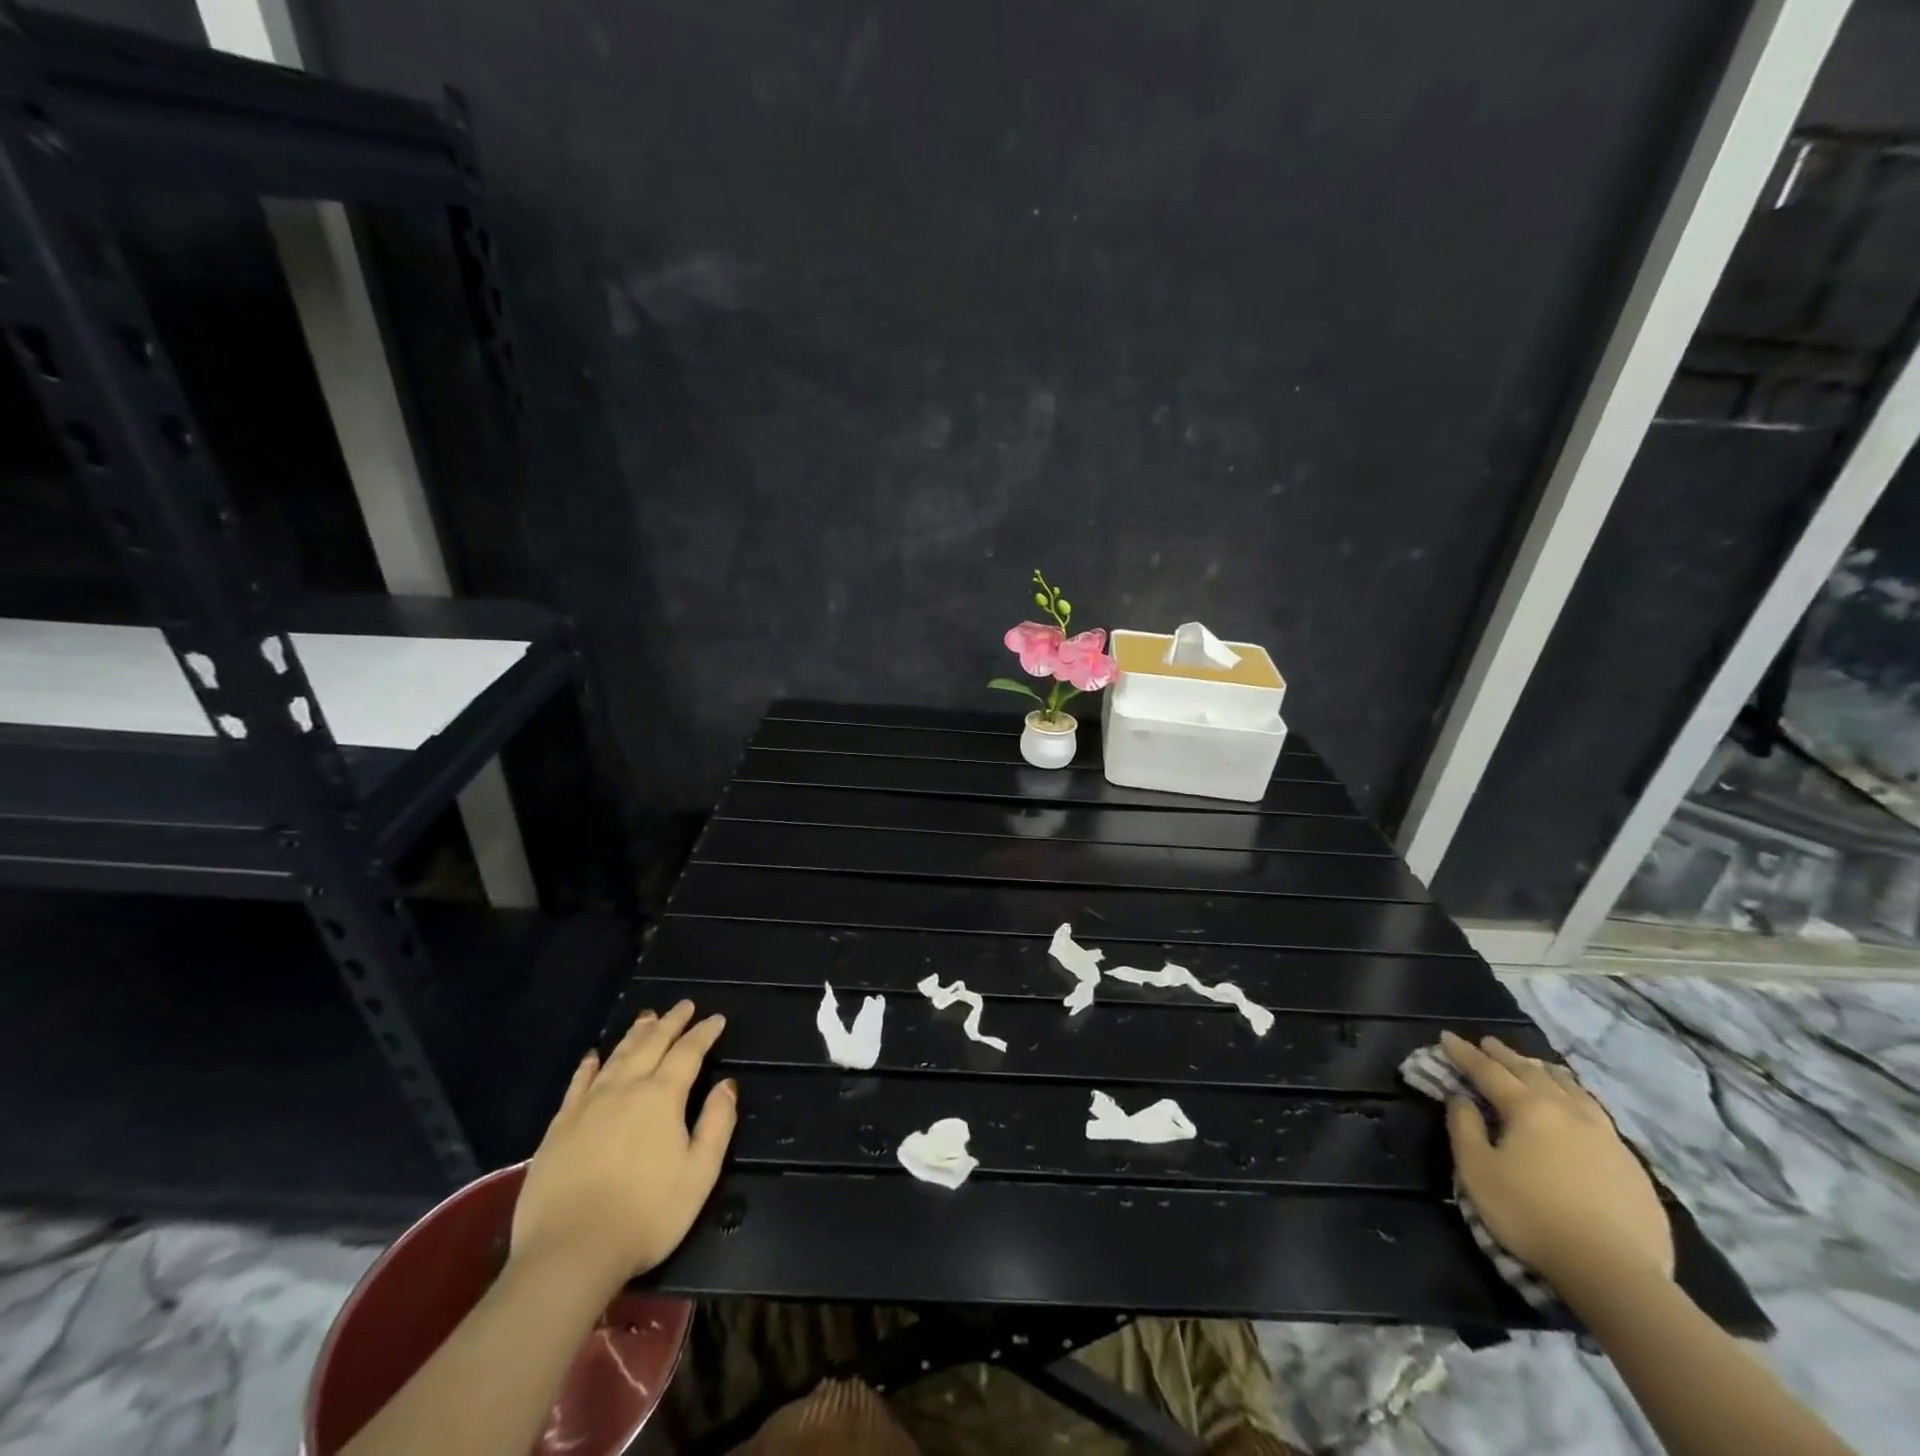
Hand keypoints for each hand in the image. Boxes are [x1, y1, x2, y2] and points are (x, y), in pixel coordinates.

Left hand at [510, 1001, 736, 1291]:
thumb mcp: (699, 1174)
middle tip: (684, 1005)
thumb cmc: (646, 1215)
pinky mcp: (559, 1127)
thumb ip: (717, 1124)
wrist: (568, 1254)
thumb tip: (727, 1085)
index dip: (703, 1033)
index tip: (716, 1019)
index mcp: (662, 1097)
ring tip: (647, 1018)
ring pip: (616, 1057)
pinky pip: (578, 1084)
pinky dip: (589, 1065)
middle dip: (671, 1022)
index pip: (688, 1052)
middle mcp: (625, 1089)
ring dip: (635, 1035)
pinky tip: (594, 1056)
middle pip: (651, 1044)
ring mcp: (588, 1106)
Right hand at [1441, 1030, 1672, 1294]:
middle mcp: (1568, 1112)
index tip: (1446, 1036)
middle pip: (1532, 1073)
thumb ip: (1464, 1128)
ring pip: (1572, 1090)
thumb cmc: (1532, 1216)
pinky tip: (1579, 1107)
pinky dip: (1578, 1098)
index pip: (1488, 1071)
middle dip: (1505, 1055)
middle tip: (1488, 1042)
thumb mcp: (1478, 1171)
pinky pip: (1598, 1115)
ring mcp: (1606, 1137)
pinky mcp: (1632, 1165)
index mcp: (1528, 1108)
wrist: (1616, 1273)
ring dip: (1547, 1072)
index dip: (1464, 1053)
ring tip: (1536, 1065)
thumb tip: (1461, 1099)